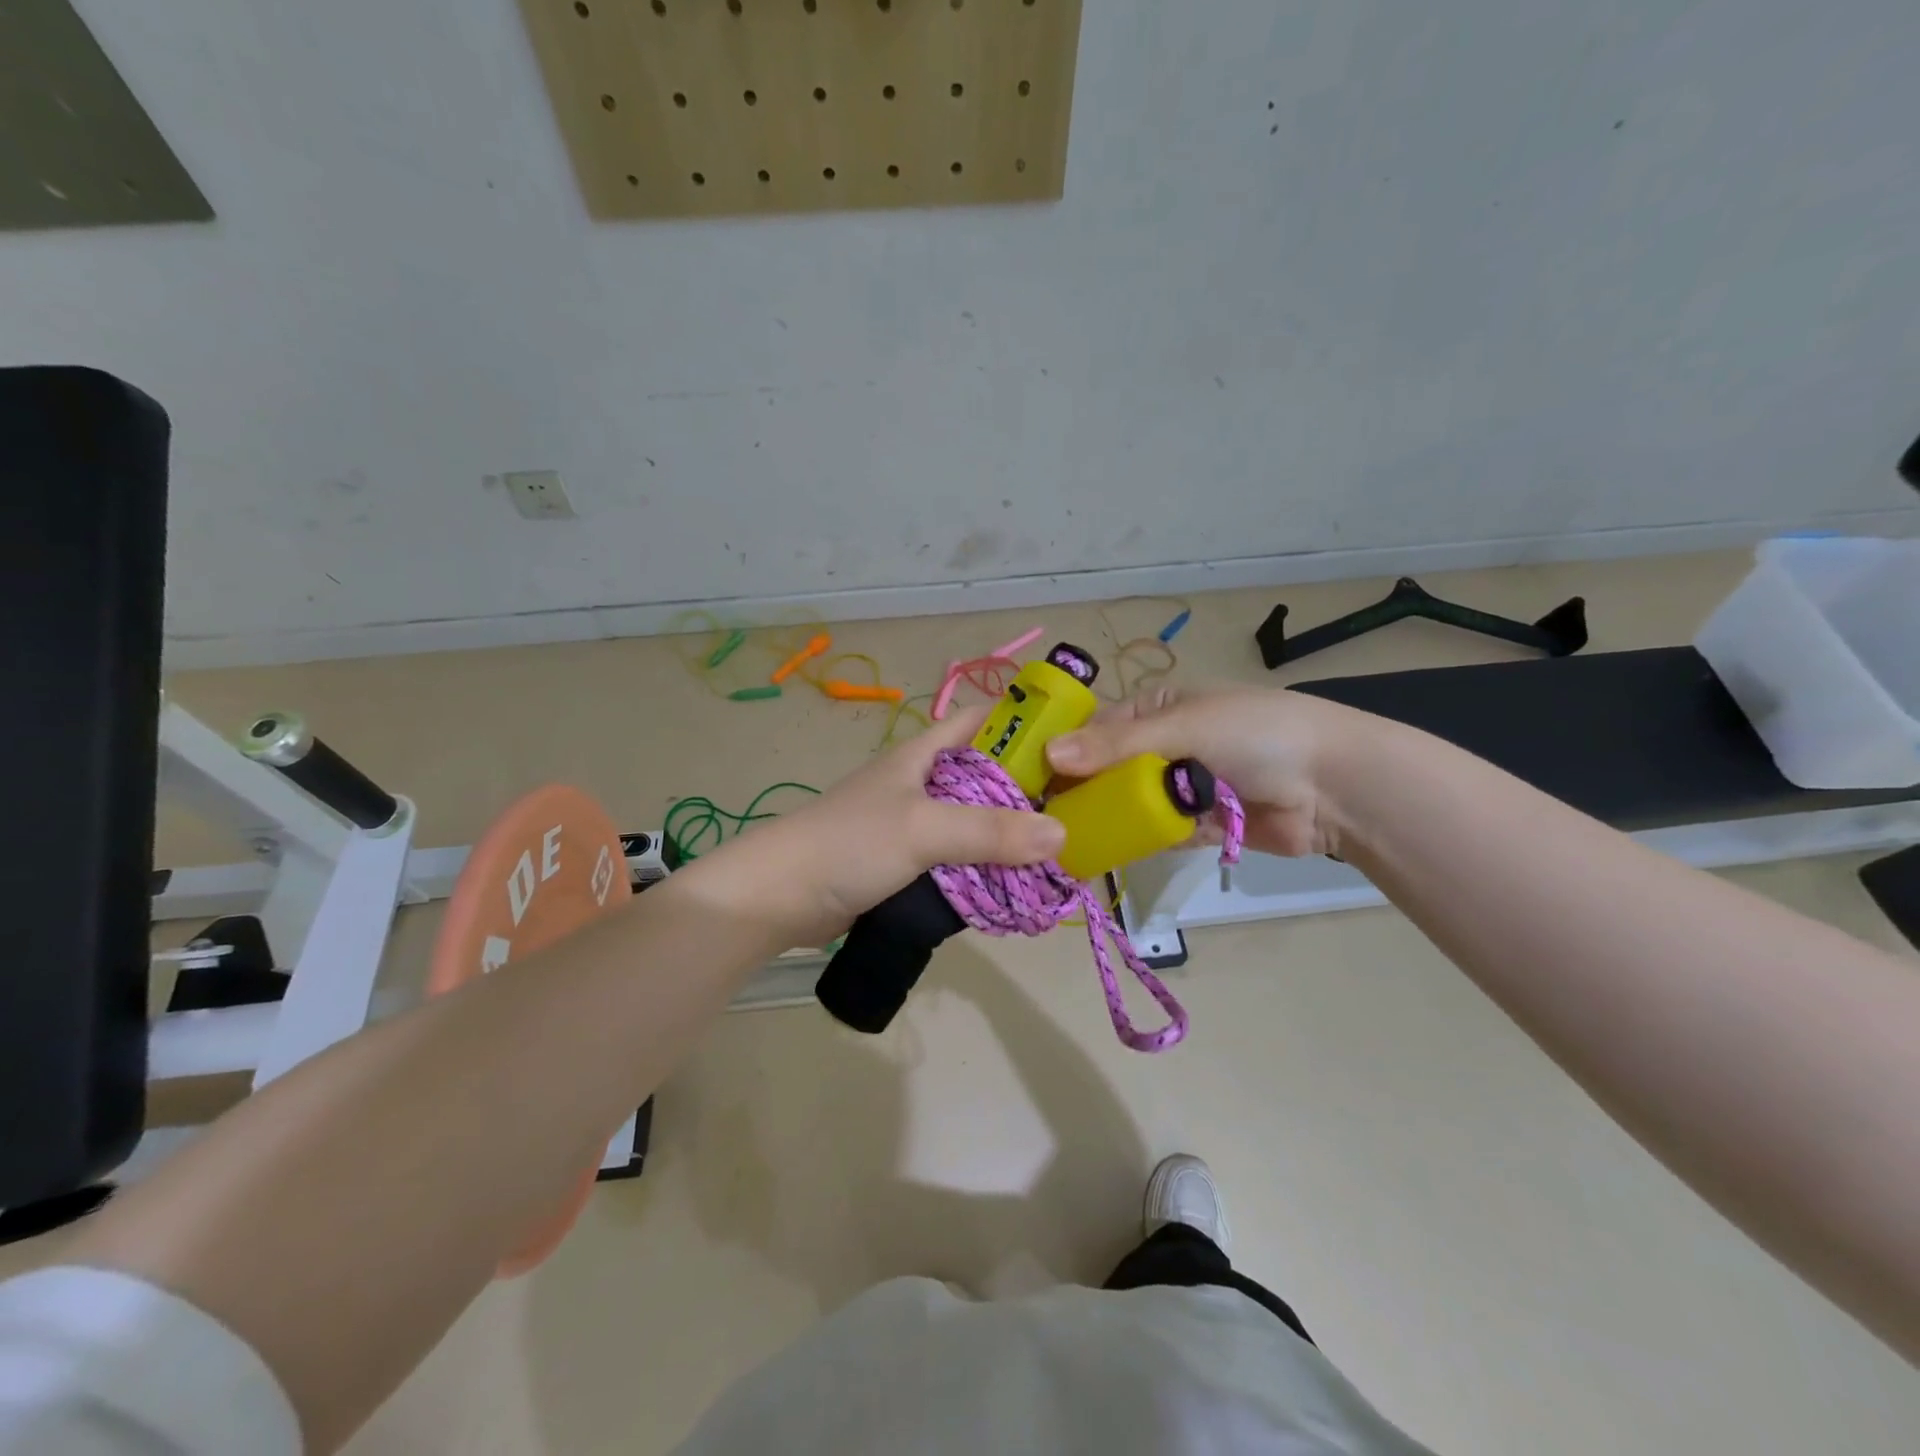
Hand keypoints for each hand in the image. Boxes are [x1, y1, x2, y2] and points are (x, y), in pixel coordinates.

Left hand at [691, 707, 1065, 946]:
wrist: (778, 895)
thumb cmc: (849, 843)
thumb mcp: (922, 829)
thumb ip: (989, 831)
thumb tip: (1061, 835)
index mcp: (922, 755)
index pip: (980, 721)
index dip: (1022, 722)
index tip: (1069, 743)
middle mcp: (920, 782)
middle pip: (984, 774)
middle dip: (1026, 788)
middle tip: (1074, 809)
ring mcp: (910, 823)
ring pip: (972, 820)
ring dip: (1005, 834)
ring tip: (1055, 851)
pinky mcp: (903, 861)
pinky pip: (955, 856)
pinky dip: (981, 865)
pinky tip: (1009, 882)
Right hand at [1045, 684, 1364, 857]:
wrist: (1334, 784)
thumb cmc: (1255, 734)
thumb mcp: (1183, 726)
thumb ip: (1117, 745)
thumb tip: (1050, 753)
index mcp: (1158, 709)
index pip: (1097, 729)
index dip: (1064, 752)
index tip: (1029, 780)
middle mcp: (1163, 746)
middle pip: (1108, 771)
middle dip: (1082, 792)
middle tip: (1042, 819)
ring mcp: (1181, 787)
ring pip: (1130, 805)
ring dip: (1107, 820)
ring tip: (1064, 842)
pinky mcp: (1198, 825)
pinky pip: (1157, 833)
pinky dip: (1138, 841)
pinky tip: (1105, 854)